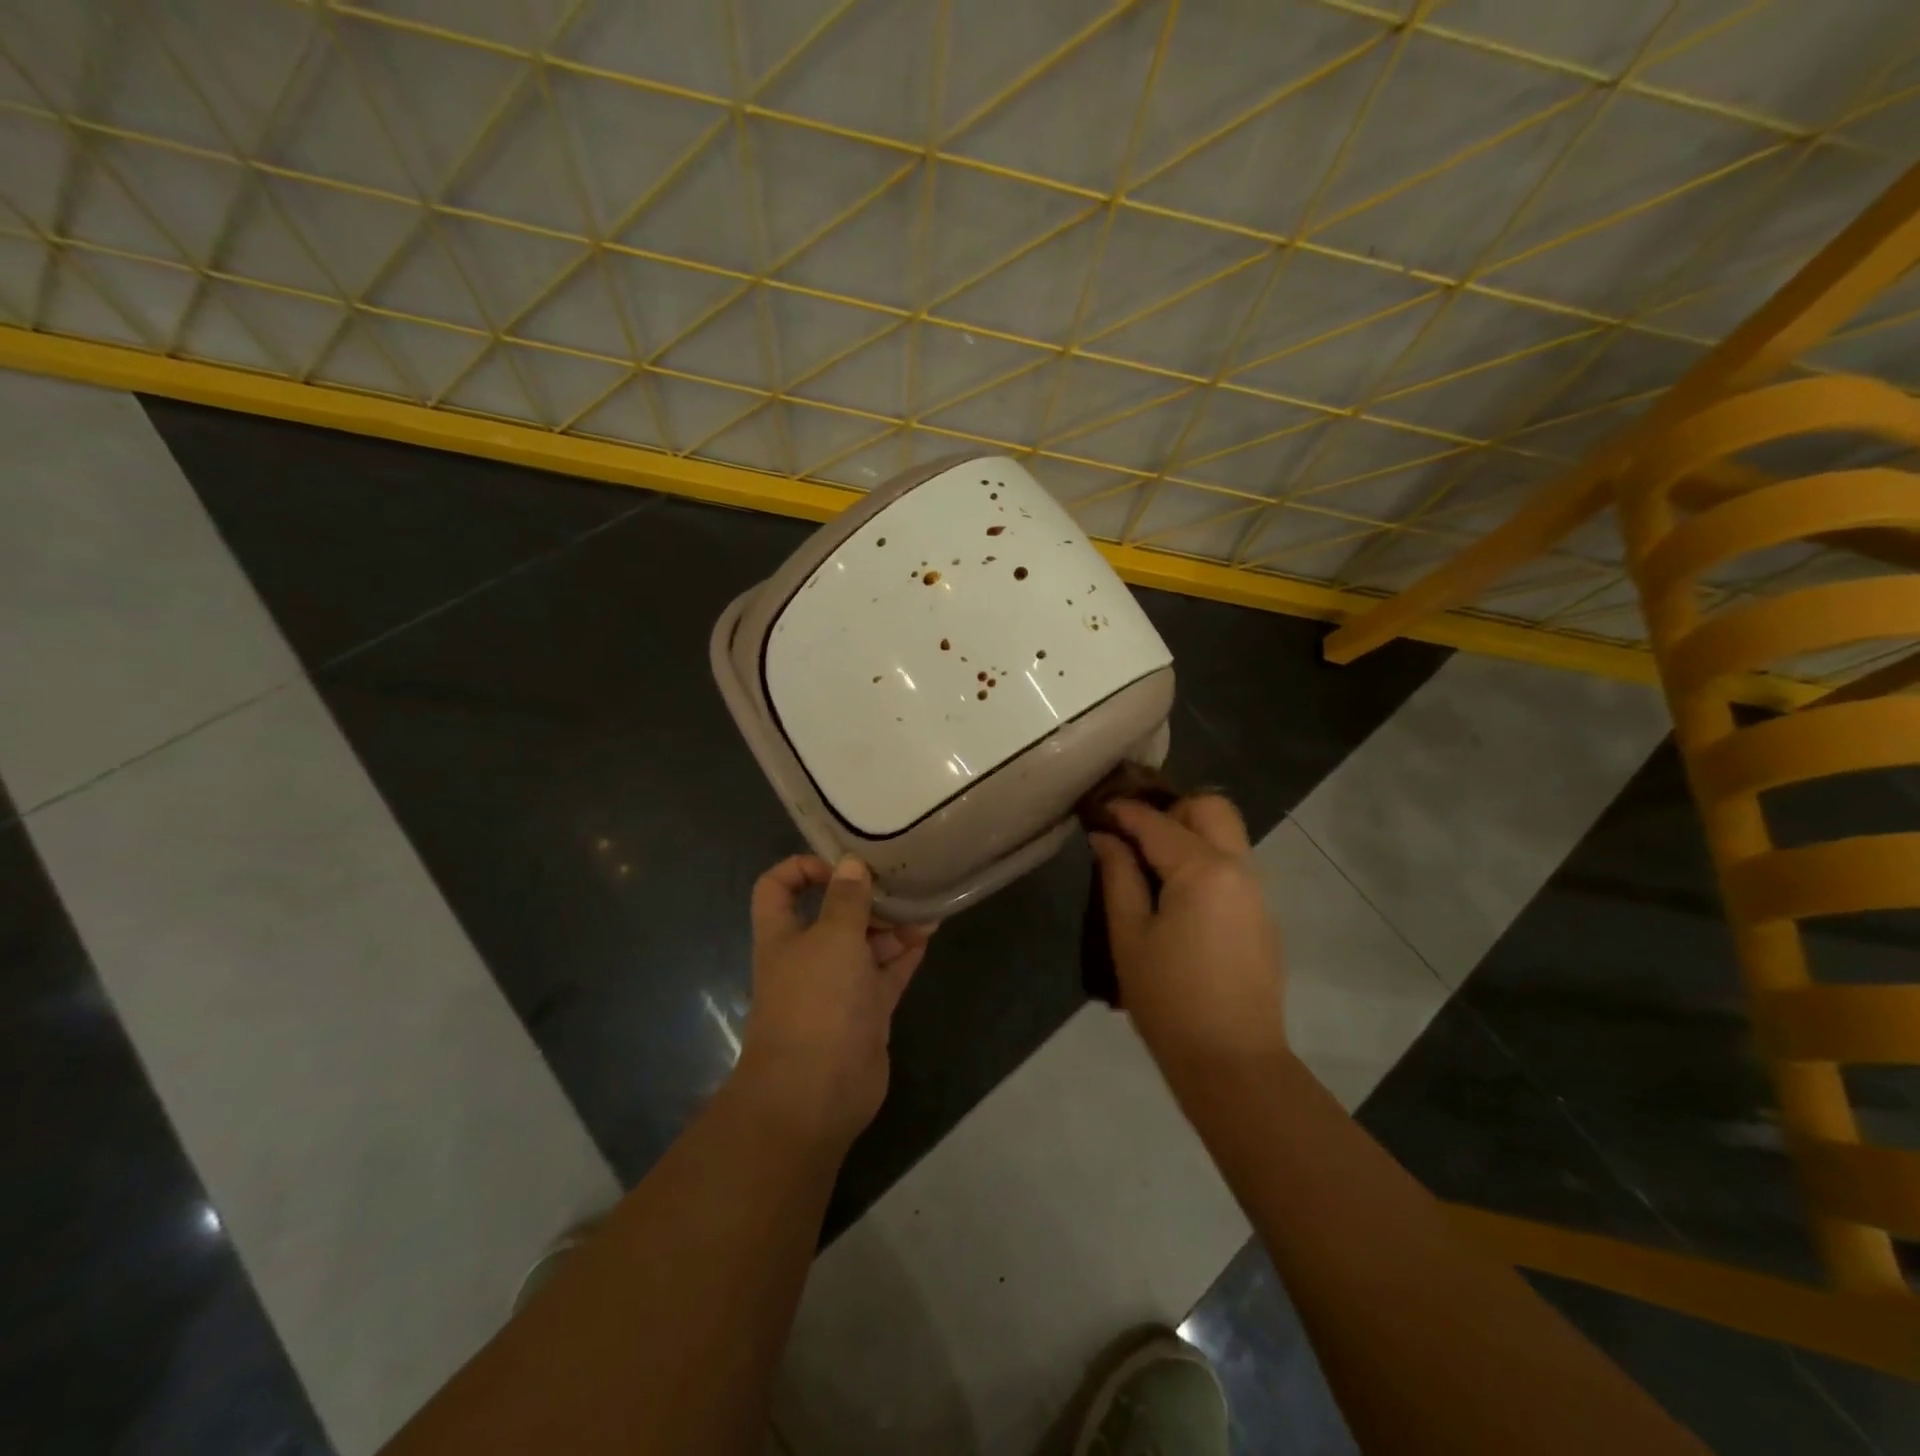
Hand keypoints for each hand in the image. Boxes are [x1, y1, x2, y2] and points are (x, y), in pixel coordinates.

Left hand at [738, 854, 933, 1142]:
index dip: (802, 867)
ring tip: (924, 900)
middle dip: (864, 895)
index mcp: (783, 935)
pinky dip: (906, 951)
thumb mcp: (832, 937)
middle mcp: (809, 956)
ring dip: (892, 922)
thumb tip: (852, 864)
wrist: (816, 1092)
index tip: (841, 864)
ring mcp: (839, 986)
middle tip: (900, 878)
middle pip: (833, 914)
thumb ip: (846, 899)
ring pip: (866, 943)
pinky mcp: (867, 1011)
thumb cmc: (816, 1001)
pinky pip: (888, 971)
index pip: (777, 888)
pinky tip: (930, 929)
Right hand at [1088, 796, 1287, 1071]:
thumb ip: (1118, 876)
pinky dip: (1205, 858)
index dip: (1123, 811)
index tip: (1097, 808)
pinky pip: (1234, 864)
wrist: (1232, 1061)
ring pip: (1227, 834)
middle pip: (1211, 808)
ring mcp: (1257, 891)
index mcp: (1203, 870)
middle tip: (1136, 836)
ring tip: (1151, 862)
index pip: (1158, 822)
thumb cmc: (1168, 999)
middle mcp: (1239, 868)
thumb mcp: (1129, 935)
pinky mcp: (1262, 914)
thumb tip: (1105, 837)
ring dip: (1190, 832)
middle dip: (1171, 809)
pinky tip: (1177, 892)